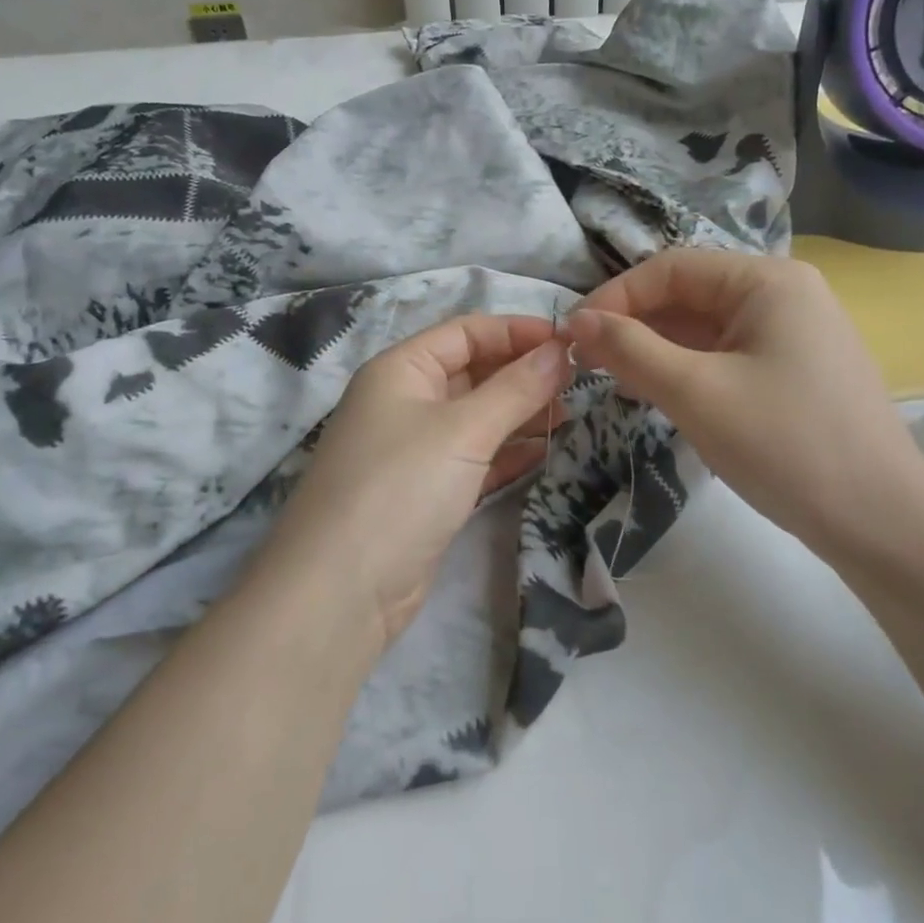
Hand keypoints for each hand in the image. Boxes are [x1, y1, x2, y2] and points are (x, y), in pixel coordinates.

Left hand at [261, 314, 570, 645]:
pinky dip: (509, 453)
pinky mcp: (427, 491)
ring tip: (573, 414)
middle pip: (473, 372)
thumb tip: (563, 351)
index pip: (466, 332)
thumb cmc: (401, 487)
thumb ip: (516, 388)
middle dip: (524, 373)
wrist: (342, 590)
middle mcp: (405, 401)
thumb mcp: (463, 430)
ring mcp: (415, 449)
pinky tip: (547, 450)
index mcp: (401, 369)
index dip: (517, 332)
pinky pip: (476, 458)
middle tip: (581, 381)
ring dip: (522, 413)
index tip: (572, 342)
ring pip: (477, 417)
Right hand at [564, 250, 923, 553]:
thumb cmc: (786, 445)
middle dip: (634, 324)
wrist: (883, 524)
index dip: (615, 297)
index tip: (573, 336)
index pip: (671, 268)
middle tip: (586, 362)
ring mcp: (794, 334)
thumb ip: (630, 349)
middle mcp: (784, 294)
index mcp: (767, 281)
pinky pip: (726, 354)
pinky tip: (658, 392)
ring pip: (705, 327)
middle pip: (689, 294)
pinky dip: (687, 368)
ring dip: (656, 348)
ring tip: (614, 379)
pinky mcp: (795, 370)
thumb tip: (576, 320)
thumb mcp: (696, 393)